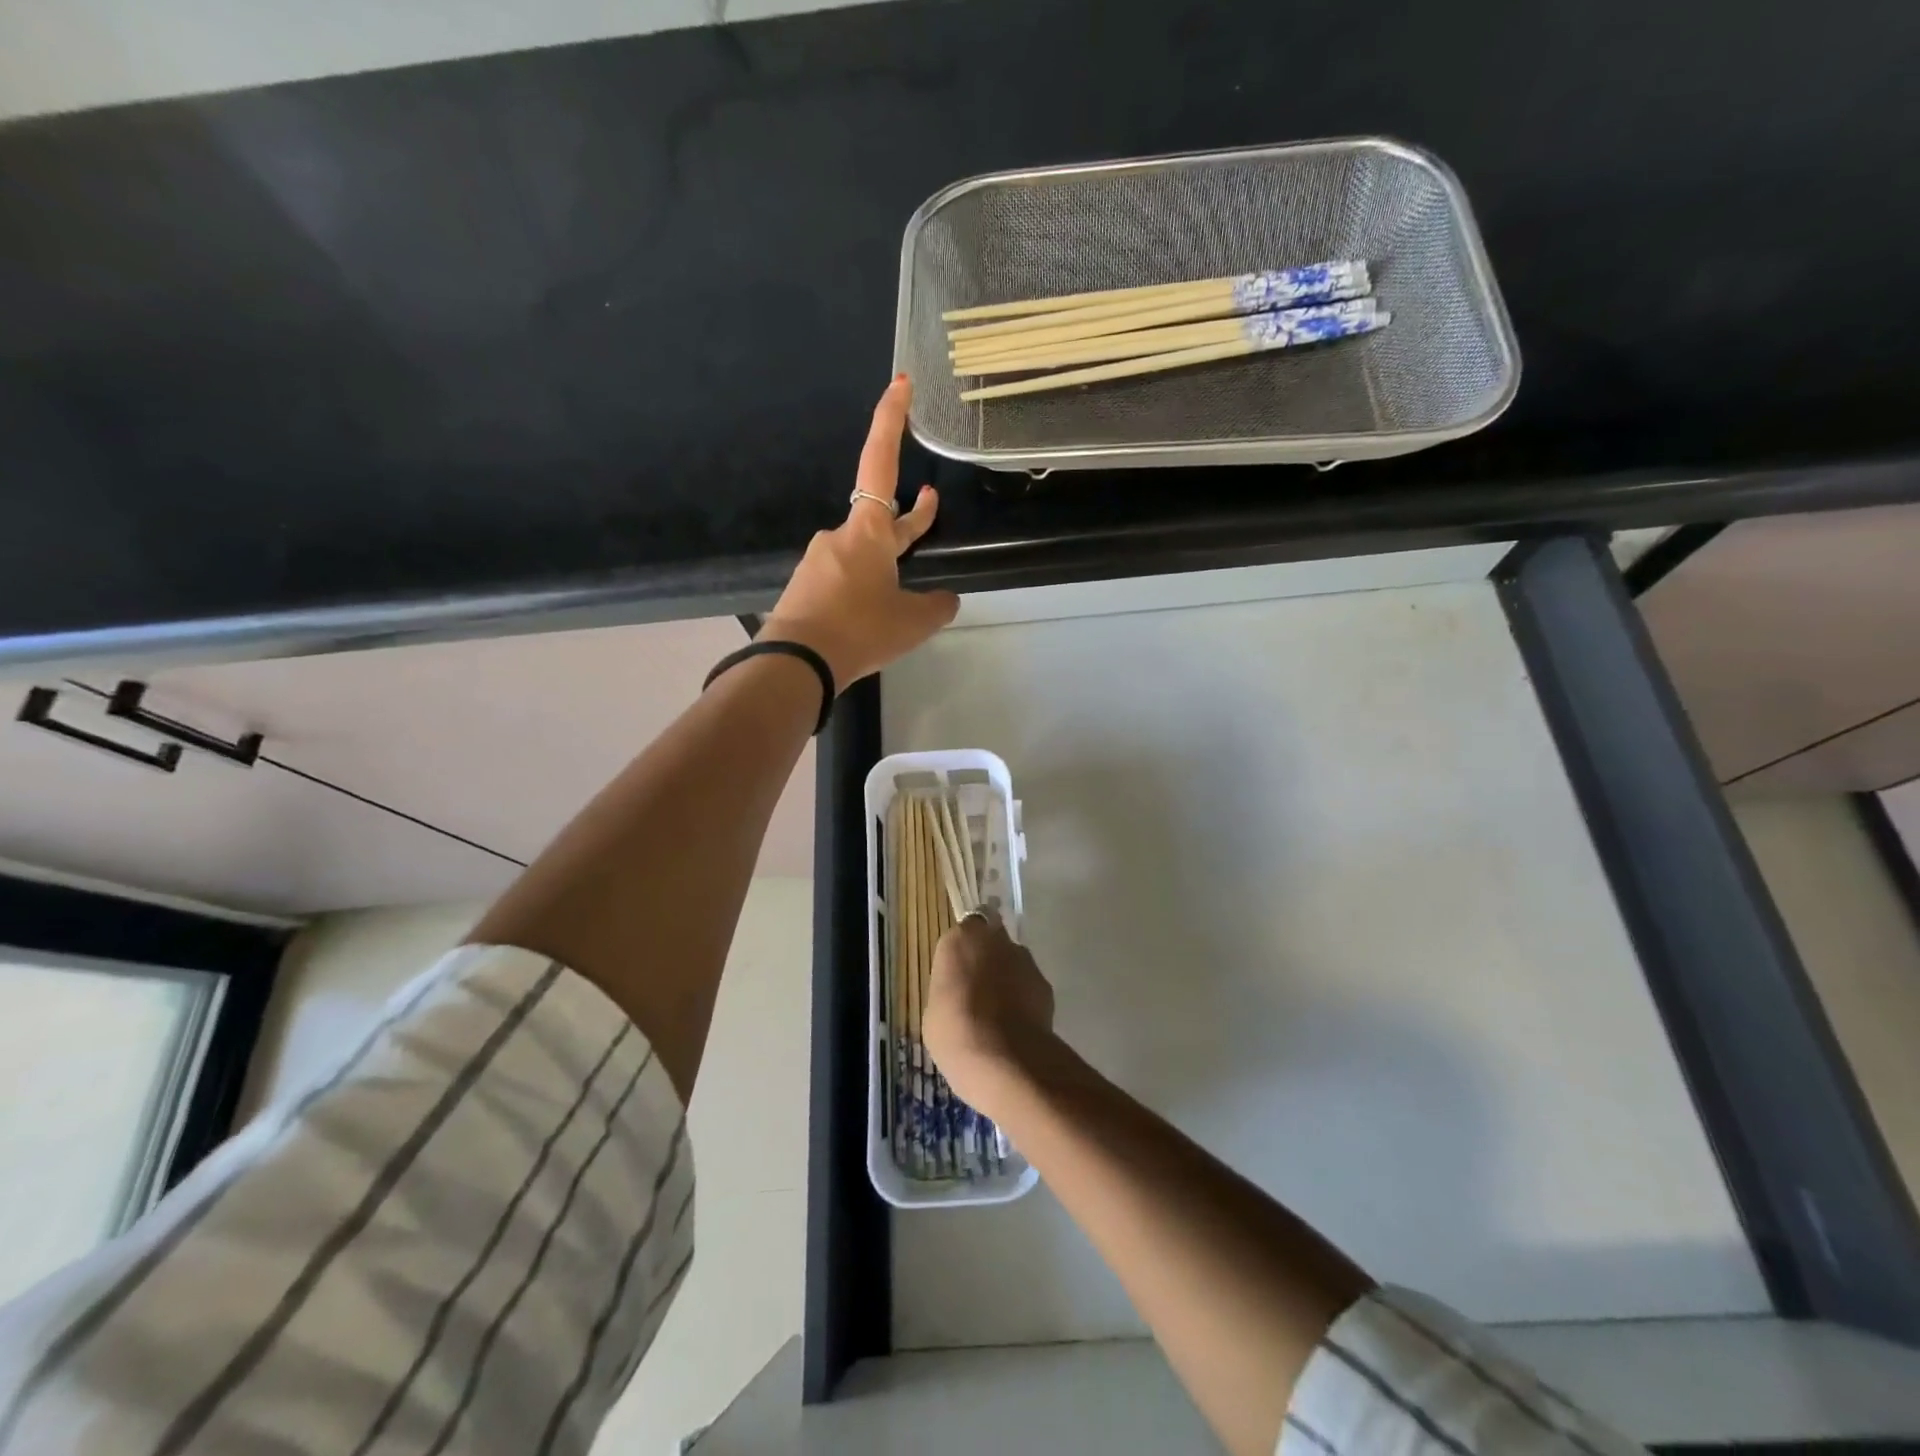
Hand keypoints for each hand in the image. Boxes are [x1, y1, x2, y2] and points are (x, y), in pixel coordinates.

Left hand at [759, 375, 959, 688]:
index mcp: (869, 531)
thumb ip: (937, 606)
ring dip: (887, 564)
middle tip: (932, 502)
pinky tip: (871, 618)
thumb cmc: (860, 630)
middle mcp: (841, 537)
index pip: (881, 462)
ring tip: (902, 598)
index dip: (890, 420)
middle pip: (881, 515)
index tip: (899, 383)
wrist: (796, 663)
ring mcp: (820, 561)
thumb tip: (946, 600)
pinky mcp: (807, 588)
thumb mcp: (913, 622)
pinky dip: (865, 590)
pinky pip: (844, 579)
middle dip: (911, 515)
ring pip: (864, 554)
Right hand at [924, 909, 1056, 1116]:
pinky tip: (1017, 1025)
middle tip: (979, 989)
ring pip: (1013, 961)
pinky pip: (1030, 984)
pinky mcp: (1045, 984)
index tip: (959, 970)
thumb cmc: (955, 1032)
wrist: (1003, 1058)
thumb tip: (960, 993)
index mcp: (960, 940)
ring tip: (999, 1013)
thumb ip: (950, 989)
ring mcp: (1024, 960)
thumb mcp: (935, 1010)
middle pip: (992, 940)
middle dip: (988, 958)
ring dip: (1008, 977)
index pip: (965, 929)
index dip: (964, 949)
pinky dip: (1025, 997)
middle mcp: (995, 940)